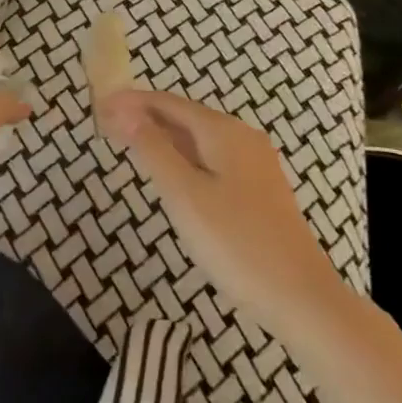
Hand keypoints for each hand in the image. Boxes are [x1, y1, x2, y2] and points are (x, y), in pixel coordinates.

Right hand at [97, 89, 342, 334]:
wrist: (303, 300)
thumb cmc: (237, 244)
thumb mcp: (184, 195)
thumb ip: (152, 149)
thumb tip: (124, 110)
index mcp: (223, 132)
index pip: (168, 103)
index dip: (131, 102)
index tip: (98, 107)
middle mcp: (242, 138)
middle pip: (184, 117)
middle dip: (145, 117)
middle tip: (106, 127)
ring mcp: (254, 164)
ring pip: (198, 139)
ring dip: (162, 137)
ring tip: (129, 145)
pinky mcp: (258, 190)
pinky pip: (211, 159)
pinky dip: (182, 157)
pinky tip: (170, 174)